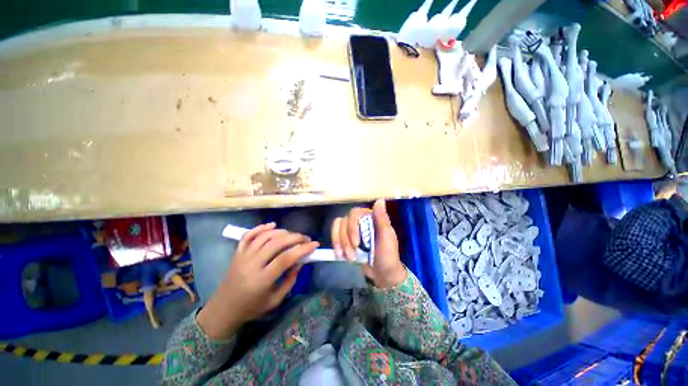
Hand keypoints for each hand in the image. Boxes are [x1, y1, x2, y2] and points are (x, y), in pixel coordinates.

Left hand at [197, 223, 318, 339]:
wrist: (223, 309)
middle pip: (277, 243)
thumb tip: (301, 261)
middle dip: (295, 237)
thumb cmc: (252, 308)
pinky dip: (261, 227)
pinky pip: (248, 235)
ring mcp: (243, 256)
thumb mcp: (275, 300)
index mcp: (262, 280)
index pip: (286, 258)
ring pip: (265, 236)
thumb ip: (290, 280)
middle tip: (306, 238)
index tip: (314, 244)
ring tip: (293, 235)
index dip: (302, 249)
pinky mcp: (237, 253)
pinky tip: (273, 225)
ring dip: (282, 232)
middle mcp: (251, 265)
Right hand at [331, 199, 406, 287]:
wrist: (382, 273)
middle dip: (345, 239)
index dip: (352, 227)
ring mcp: (352, 229)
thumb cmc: (387, 255)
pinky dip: (336, 243)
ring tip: (347, 257)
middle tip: (351, 255)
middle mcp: (360, 220)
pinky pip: (335, 234)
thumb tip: (380, 200)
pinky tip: (339, 254)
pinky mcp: (346, 238)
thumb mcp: (387, 238)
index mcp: (371, 217)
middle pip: (344, 221)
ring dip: (340, 243)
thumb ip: (382, 219)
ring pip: (338, 227)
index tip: (355, 243)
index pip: (355, 213)